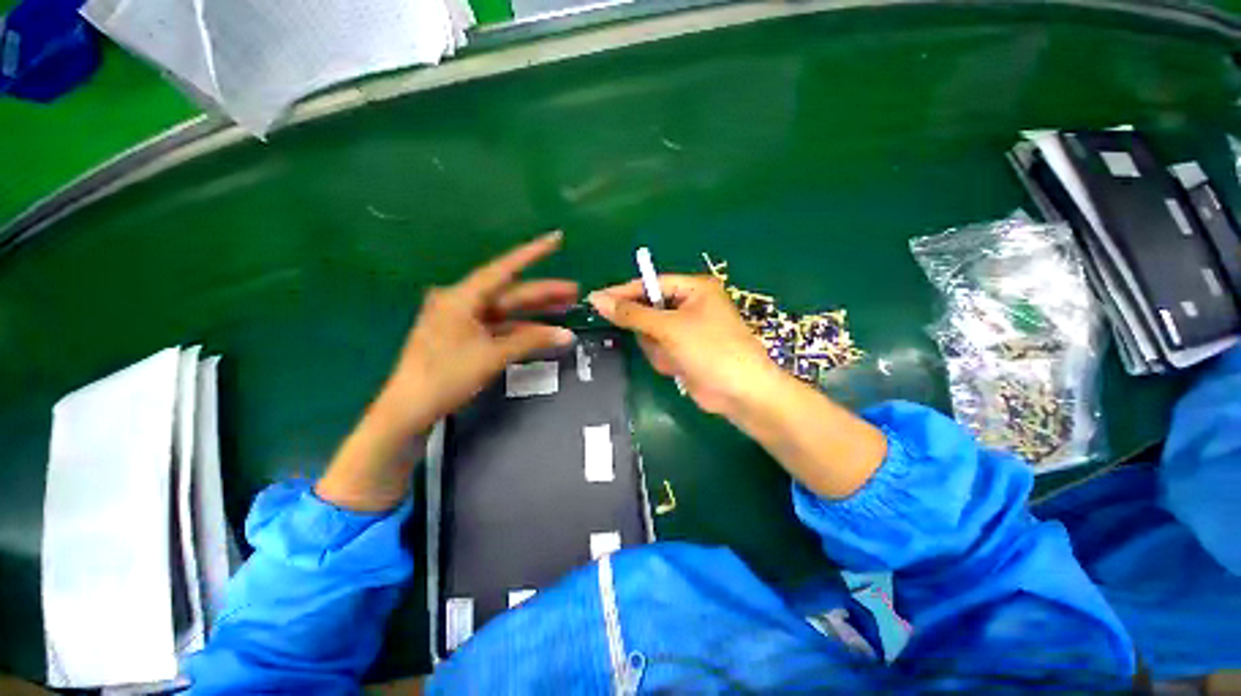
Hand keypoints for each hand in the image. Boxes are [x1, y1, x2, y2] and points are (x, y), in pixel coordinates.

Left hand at [318, 232, 576, 511]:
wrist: (409, 408)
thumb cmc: (447, 376)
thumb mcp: (493, 355)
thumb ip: (532, 341)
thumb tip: (568, 335)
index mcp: (463, 297)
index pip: (504, 269)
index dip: (532, 253)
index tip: (556, 238)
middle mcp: (463, 302)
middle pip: (510, 292)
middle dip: (543, 292)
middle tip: (574, 290)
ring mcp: (463, 319)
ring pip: (507, 310)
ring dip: (535, 311)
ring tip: (566, 306)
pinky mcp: (465, 336)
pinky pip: (500, 327)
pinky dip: (521, 329)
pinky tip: (543, 331)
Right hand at [587, 274, 781, 414]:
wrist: (740, 393)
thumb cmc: (709, 349)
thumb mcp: (669, 328)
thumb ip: (631, 313)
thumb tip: (597, 298)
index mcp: (693, 289)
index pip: (649, 284)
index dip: (623, 293)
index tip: (595, 300)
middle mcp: (690, 305)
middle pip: (648, 311)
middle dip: (648, 330)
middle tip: (655, 340)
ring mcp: (686, 330)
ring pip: (650, 334)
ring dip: (657, 349)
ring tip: (675, 357)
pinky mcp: (683, 351)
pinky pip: (659, 350)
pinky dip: (664, 360)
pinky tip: (679, 368)